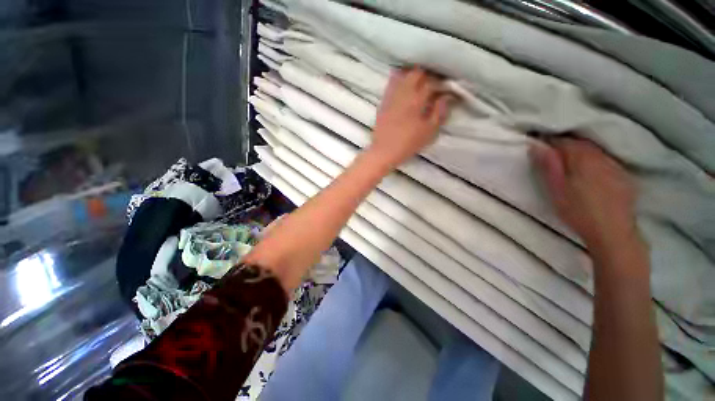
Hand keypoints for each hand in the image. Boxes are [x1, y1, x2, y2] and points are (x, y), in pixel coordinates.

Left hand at [369, 67, 455, 166]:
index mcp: (417, 100)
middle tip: (431, 84)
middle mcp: (403, 93)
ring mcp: (391, 97)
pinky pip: (390, 84)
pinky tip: (402, 86)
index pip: (431, 83)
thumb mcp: (428, 131)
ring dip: (412, 75)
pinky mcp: (383, 102)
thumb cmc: (408, 143)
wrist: (384, 151)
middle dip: (426, 75)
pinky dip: (398, 80)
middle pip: (416, 73)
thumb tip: (445, 98)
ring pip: (402, 76)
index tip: (444, 89)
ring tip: (417, 82)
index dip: (440, 84)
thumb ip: (439, 112)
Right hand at [530, 138, 638, 251]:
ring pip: (594, 150)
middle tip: (552, 156)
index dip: (549, 142)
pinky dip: (595, 160)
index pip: (563, 141)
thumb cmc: (578, 211)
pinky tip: (591, 172)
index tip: (539, 147)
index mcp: (582, 158)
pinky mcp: (623, 174)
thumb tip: (536, 145)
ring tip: (570, 163)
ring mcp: (615, 164)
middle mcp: (600, 156)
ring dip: (581, 152)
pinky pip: (606, 159)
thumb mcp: (556, 189)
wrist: (613, 232)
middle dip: (565, 145)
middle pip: (580, 143)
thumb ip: (548, 166)